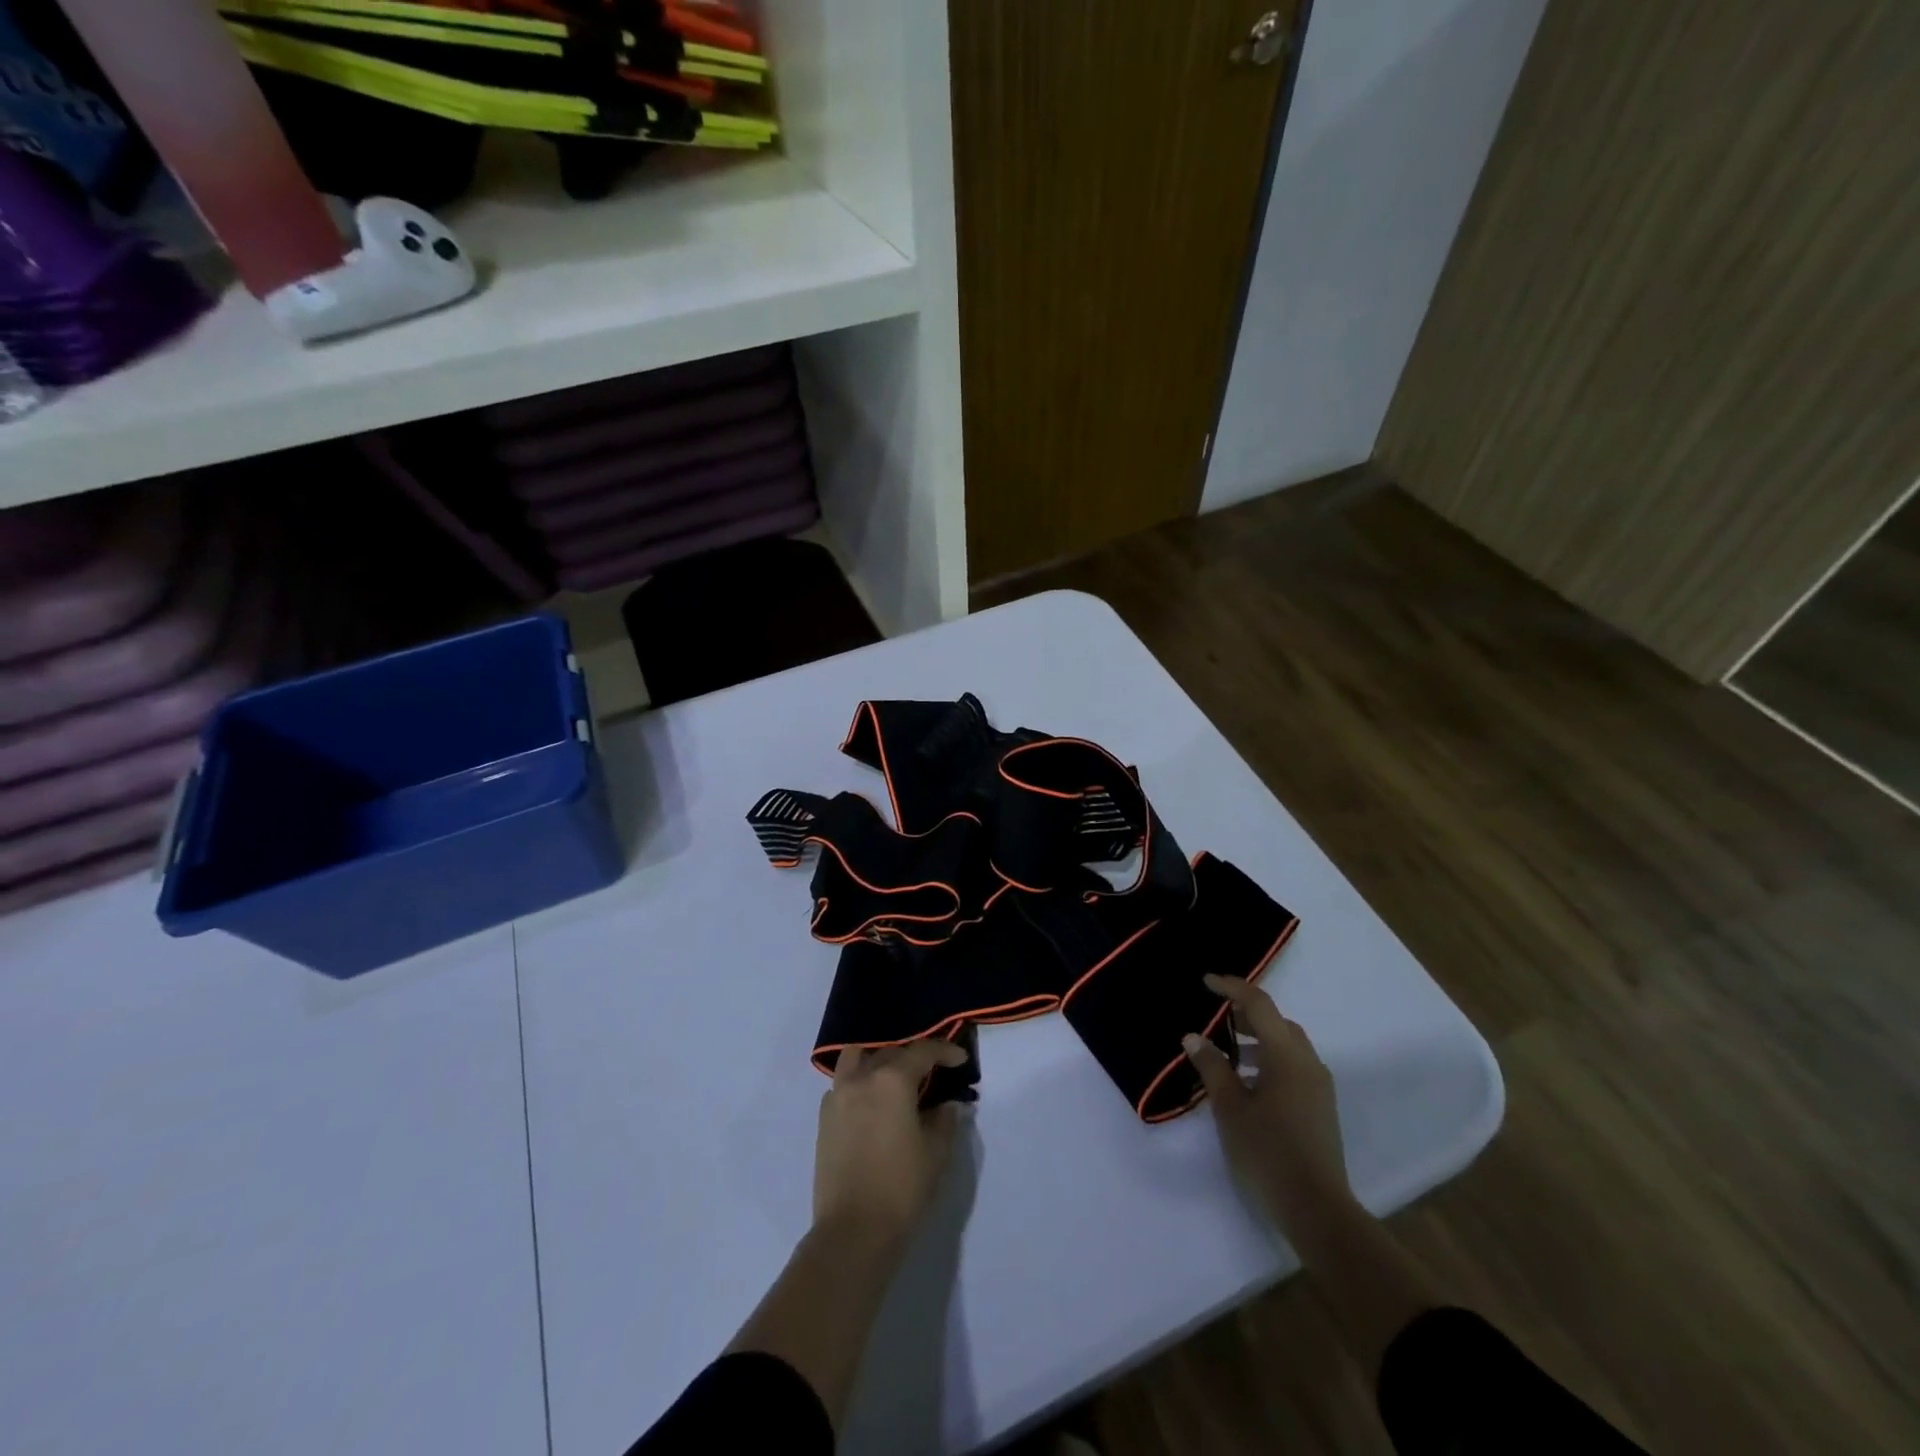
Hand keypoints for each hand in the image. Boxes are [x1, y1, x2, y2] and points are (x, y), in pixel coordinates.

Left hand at [814, 1040, 968, 1244]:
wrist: (853, 1231)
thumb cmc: (902, 1188)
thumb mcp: (935, 1153)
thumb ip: (944, 1120)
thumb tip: (947, 1105)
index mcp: (892, 1080)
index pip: (922, 1051)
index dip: (944, 1051)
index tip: (959, 1059)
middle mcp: (862, 1078)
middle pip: (890, 1053)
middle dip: (913, 1059)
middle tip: (931, 1076)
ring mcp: (838, 1096)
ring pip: (857, 1059)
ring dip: (877, 1061)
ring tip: (893, 1080)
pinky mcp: (824, 1118)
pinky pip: (842, 1085)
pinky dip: (858, 1083)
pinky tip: (871, 1106)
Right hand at [1184, 975, 1355, 1236]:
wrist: (1316, 1210)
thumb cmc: (1267, 1152)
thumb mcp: (1229, 1107)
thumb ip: (1212, 1067)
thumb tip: (1194, 1037)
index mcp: (1287, 1056)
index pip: (1259, 1005)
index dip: (1232, 988)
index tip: (1206, 982)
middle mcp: (1308, 1063)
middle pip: (1277, 1023)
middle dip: (1246, 1014)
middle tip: (1215, 1017)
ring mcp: (1319, 1087)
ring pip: (1287, 1046)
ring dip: (1258, 1039)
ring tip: (1227, 1053)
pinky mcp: (1320, 1108)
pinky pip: (1293, 1067)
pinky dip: (1269, 1060)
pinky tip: (1247, 1083)